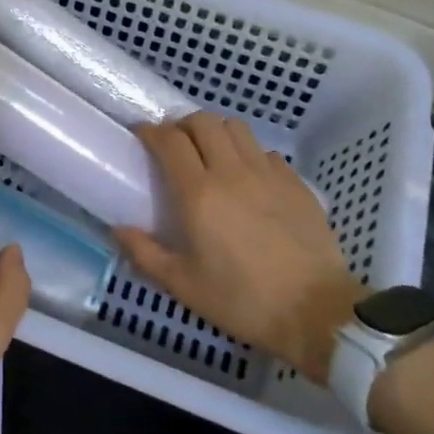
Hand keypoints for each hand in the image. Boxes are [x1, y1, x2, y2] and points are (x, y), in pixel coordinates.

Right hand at [116, 113, 361, 381]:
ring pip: (237, 128)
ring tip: (210, 153)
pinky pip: (265, 152)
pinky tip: (248, 178)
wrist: (315, 312)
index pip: (170, 141)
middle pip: (203, 121)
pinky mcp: (295, 183)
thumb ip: (145, 254)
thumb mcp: (184, 285)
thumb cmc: (242, 300)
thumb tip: (118, 229)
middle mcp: (231, 172)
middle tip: (175, 144)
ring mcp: (268, 174)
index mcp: (199, 194)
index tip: (141, 135)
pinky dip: (249, 154)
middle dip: (183, 125)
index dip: (151, 131)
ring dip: (216, 132)